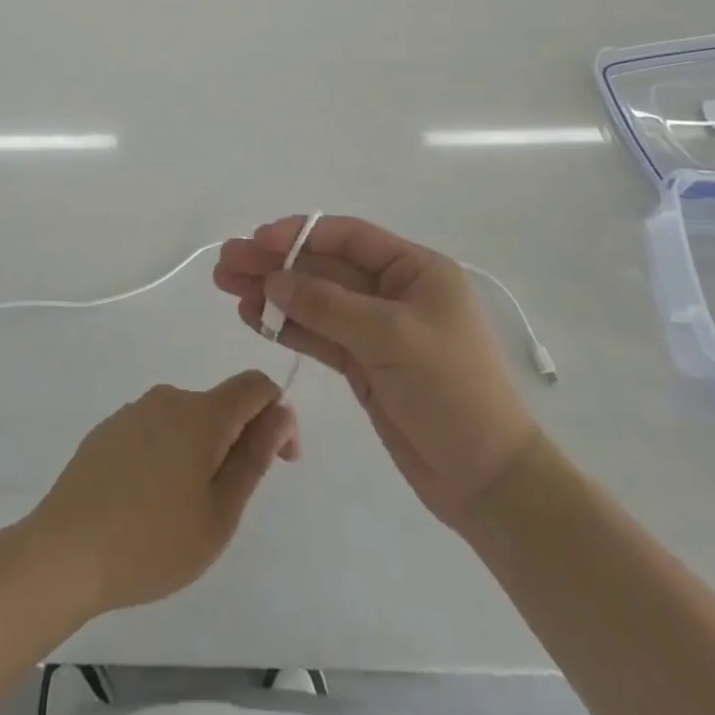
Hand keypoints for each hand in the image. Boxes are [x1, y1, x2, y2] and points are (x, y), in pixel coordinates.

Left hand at [26, 372, 298, 616]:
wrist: (64, 551)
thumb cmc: (152, 541)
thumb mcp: (219, 512)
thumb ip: (254, 457)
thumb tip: (281, 412)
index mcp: (201, 413)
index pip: (255, 386)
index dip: (278, 416)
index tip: (280, 463)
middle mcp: (167, 398)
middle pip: (220, 406)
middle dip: (237, 443)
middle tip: (225, 507)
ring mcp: (133, 411)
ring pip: (186, 422)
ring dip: (201, 453)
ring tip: (183, 513)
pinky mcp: (108, 429)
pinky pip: (155, 432)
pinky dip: (168, 456)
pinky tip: (148, 503)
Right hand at [215, 216, 537, 532]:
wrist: (488, 481)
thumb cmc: (451, 391)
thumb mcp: (390, 336)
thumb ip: (327, 305)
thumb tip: (273, 280)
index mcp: (415, 270)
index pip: (348, 237)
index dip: (299, 233)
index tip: (256, 240)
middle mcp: (394, 291)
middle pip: (324, 267)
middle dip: (275, 262)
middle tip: (226, 262)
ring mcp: (376, 330)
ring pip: (315, 300)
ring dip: (273, 293)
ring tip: (227, 285)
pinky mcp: (364, 365)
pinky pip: (318, 335)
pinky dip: (286, 326)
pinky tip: (252, 318)